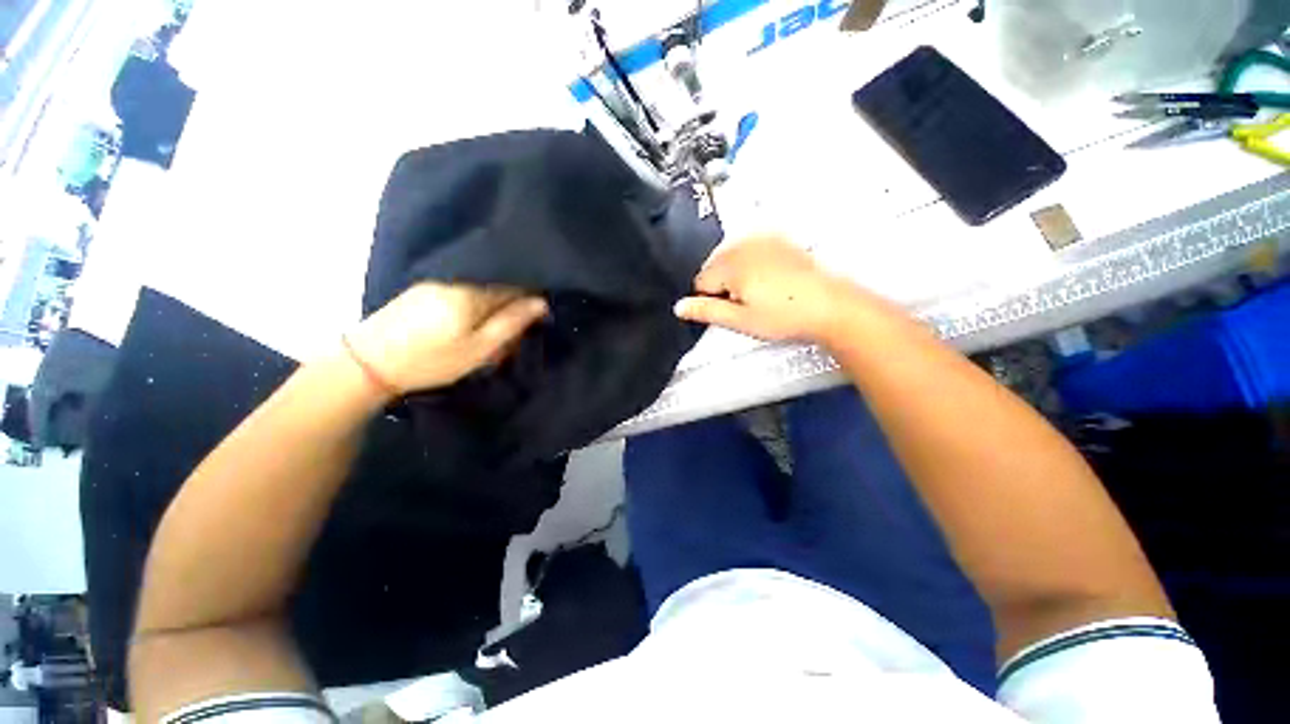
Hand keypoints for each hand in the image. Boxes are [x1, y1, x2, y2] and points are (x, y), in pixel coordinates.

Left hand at [346, 283, 547, 394]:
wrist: (367, 364)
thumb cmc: (432, 361)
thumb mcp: (479, 349)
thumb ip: (511, 323)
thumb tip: (541, 302)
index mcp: (473, 293)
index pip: (516, 286)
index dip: (530, 302)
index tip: (535, 322)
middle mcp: (456, 280)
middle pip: (497, 286)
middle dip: (509, 308)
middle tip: (507, 338)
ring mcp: (437, 282)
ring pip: (479, 290)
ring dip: (490, 309)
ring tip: (485, 336)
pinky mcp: (423, 289)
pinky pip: (461, 292)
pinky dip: (471, 308)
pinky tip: (464, 327)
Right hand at [674, 235, 862, 342]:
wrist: (830, 306)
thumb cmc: (787, 315)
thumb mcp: (740, 320)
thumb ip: (706, 311)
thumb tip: (679, 307)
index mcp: (731, 264)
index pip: (700, 281)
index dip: (710, 299)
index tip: (729, 310)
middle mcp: (744, 245)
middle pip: (714, 266)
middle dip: (722, 285)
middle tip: (746, 304)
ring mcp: (763, 240)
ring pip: (731, 258)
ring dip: (737, 275)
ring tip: (761, 294)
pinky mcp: (778, 240)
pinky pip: (750, 251)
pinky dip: (752, 264)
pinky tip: (769, 281)